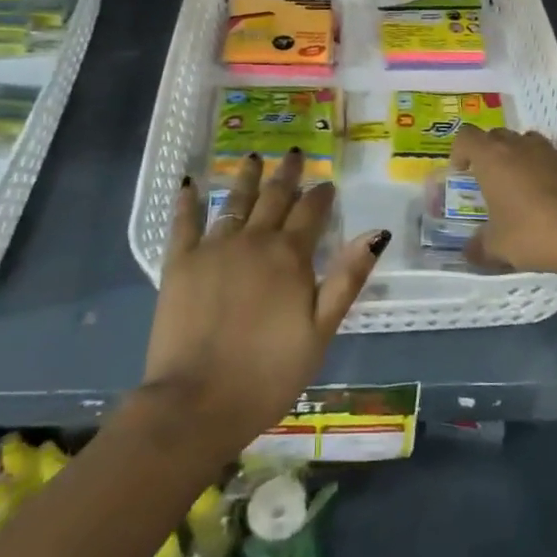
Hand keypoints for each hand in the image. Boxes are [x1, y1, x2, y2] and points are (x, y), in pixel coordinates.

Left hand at [140, 150, 387, 458]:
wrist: (197, 403)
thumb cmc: (269, 373)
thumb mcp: (321, 331)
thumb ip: (347, 278)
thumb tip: (377, 233)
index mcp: (290, 256)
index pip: (311, 212)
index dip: (321, 195)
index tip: (327, 183)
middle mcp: (253, 240)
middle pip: (274, 198)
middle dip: (287, 175)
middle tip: (293, 154)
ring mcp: (213, 248)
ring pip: (235, 202)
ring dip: (247, 178)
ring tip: (254, 158)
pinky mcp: (179, 263)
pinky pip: (184, 222)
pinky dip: (188, 201)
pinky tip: (190, 183)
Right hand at [452, 125, 556, 280]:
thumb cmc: (533, 234)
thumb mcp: (498, 247)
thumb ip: (479, 247)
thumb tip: (468, 252)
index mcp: (493, 158)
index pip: (466, 136)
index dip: (460, 150)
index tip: (462, 172)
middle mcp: (522, 146)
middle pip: (498, 136)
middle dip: (491, 154)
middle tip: (492, 182)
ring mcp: (554, 152)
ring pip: (530, 144)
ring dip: (522, 159)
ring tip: (525, 188)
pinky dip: (552, 173)